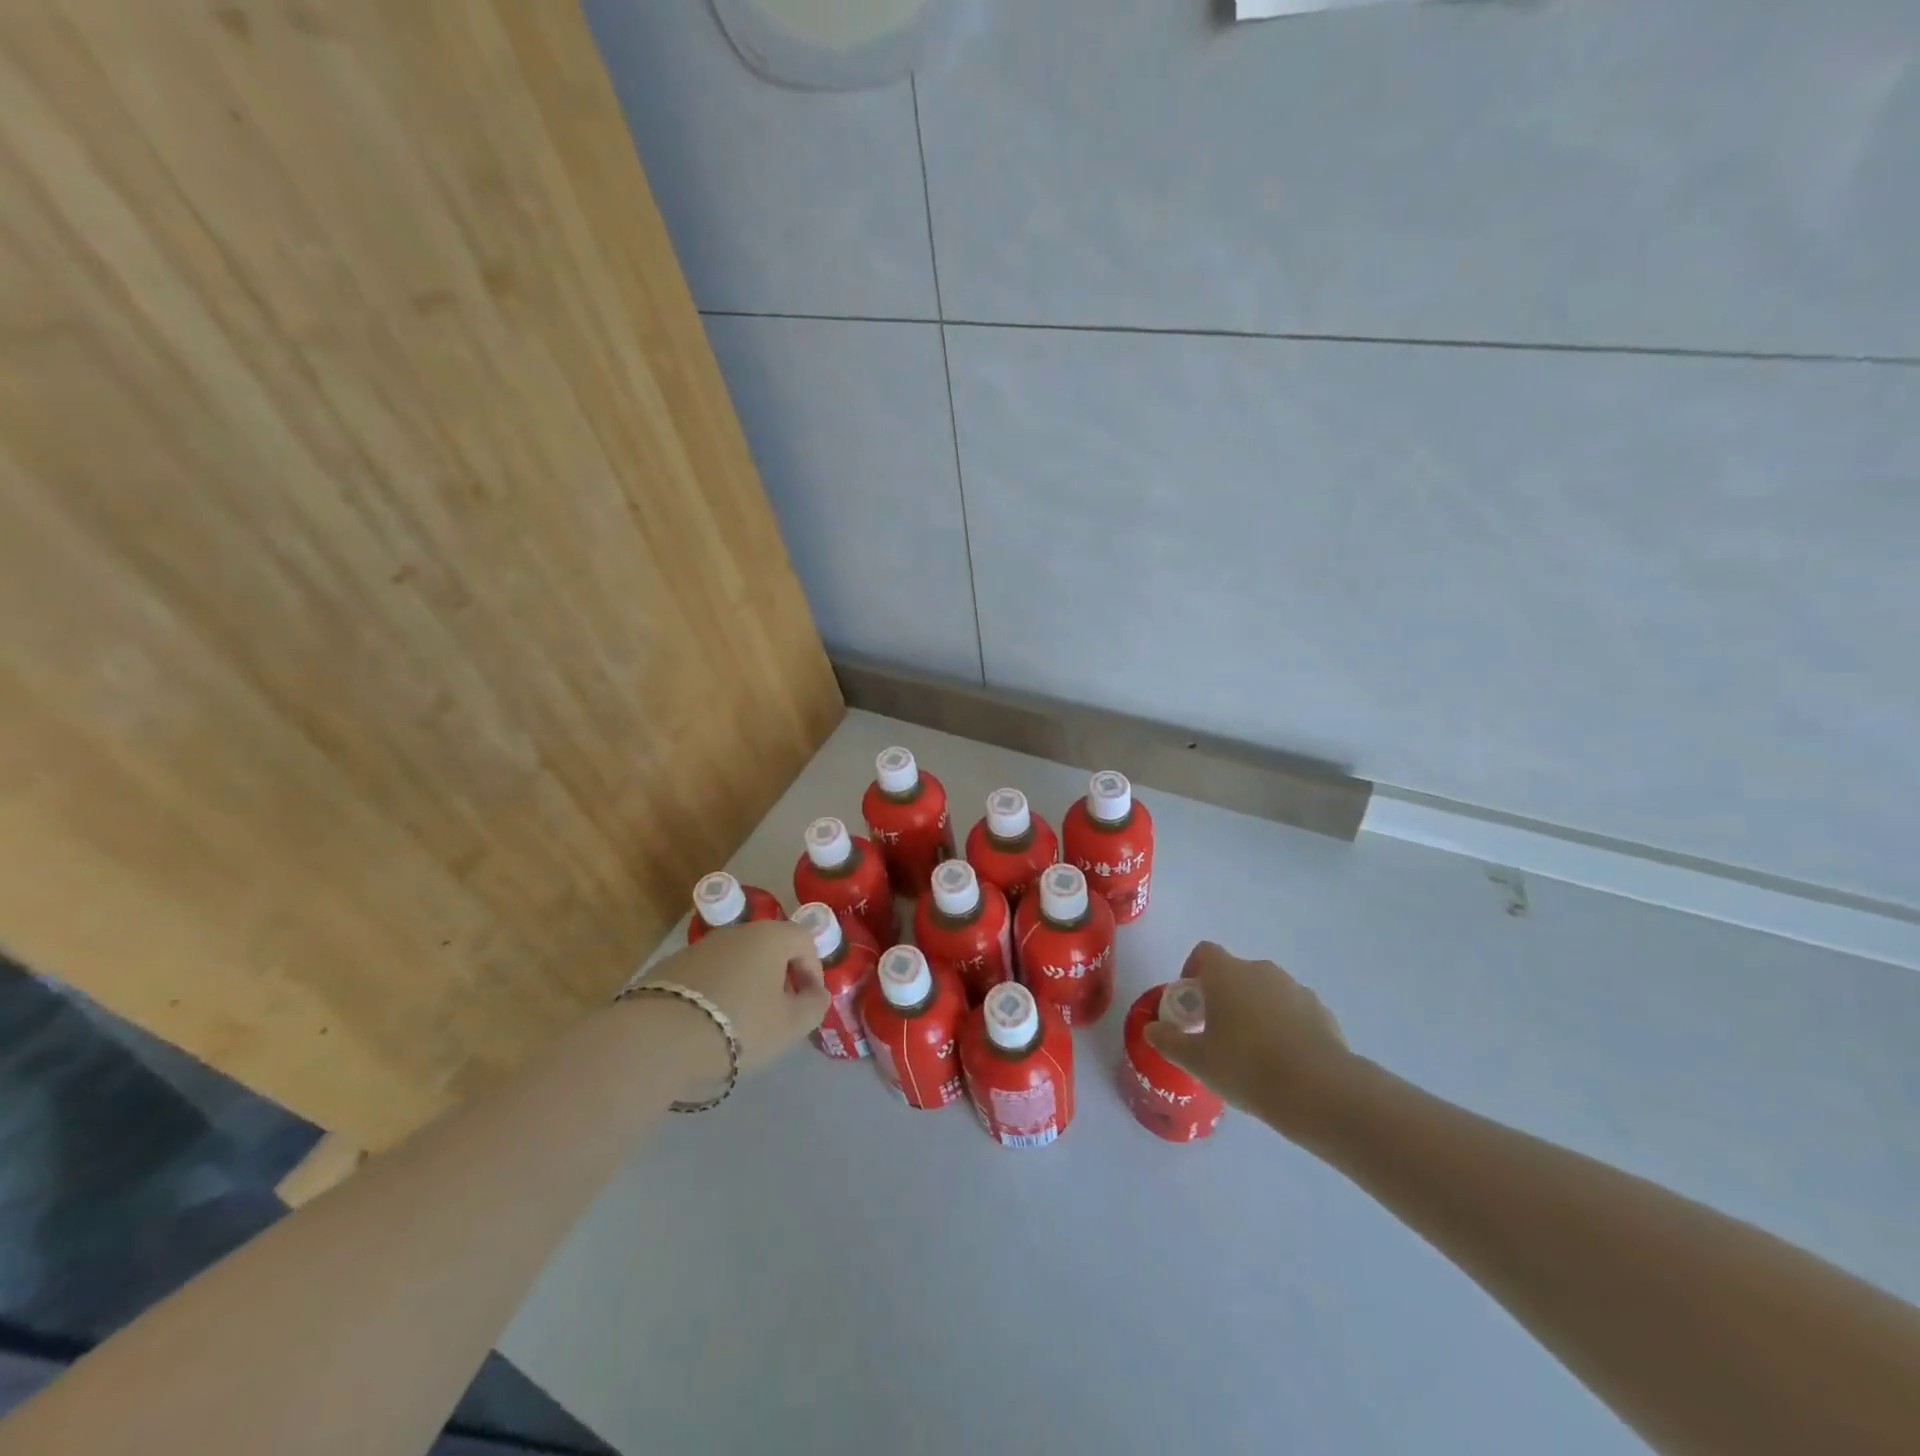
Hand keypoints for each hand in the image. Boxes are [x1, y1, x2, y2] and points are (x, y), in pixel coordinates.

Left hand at [643, 920, 829, 1095]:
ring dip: (747, 985)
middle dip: (779, 977)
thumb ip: (814, 1006)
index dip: (813, 970)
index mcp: (769, 937)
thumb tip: (817, 993)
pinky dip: (716, 993)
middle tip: (779, 1012)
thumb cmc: (739, 1025)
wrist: (659, 1037)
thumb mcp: (790, 1024)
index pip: (804, 940)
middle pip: (769, 948)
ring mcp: (699, 948)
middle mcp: (736, 932)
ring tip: (742, 1022)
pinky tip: (709, 1024)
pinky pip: (708, 976)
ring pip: (736, 961)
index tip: (809, 1001)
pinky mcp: (670, 967)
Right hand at [1143, 941, 1351, 1136]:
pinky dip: (1285, 1026)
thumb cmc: (1245, 1066)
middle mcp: (1260, 970)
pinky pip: (1293, 1011)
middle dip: (1224, 996)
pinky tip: (1284, 1061)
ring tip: (1254, 1052)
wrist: (1318, 1090)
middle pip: (1235, 973)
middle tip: (1218, 1033)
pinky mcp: (1322, 1011)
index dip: (1193, 971)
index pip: (1204, 952)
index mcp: (1226, 973)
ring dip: (1256, 1011)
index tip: (1192, 1004)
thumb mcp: (1196, 1061)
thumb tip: (1152, 1029)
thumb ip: (1169, 1041)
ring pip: (1266, 992)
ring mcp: (1295, 988)